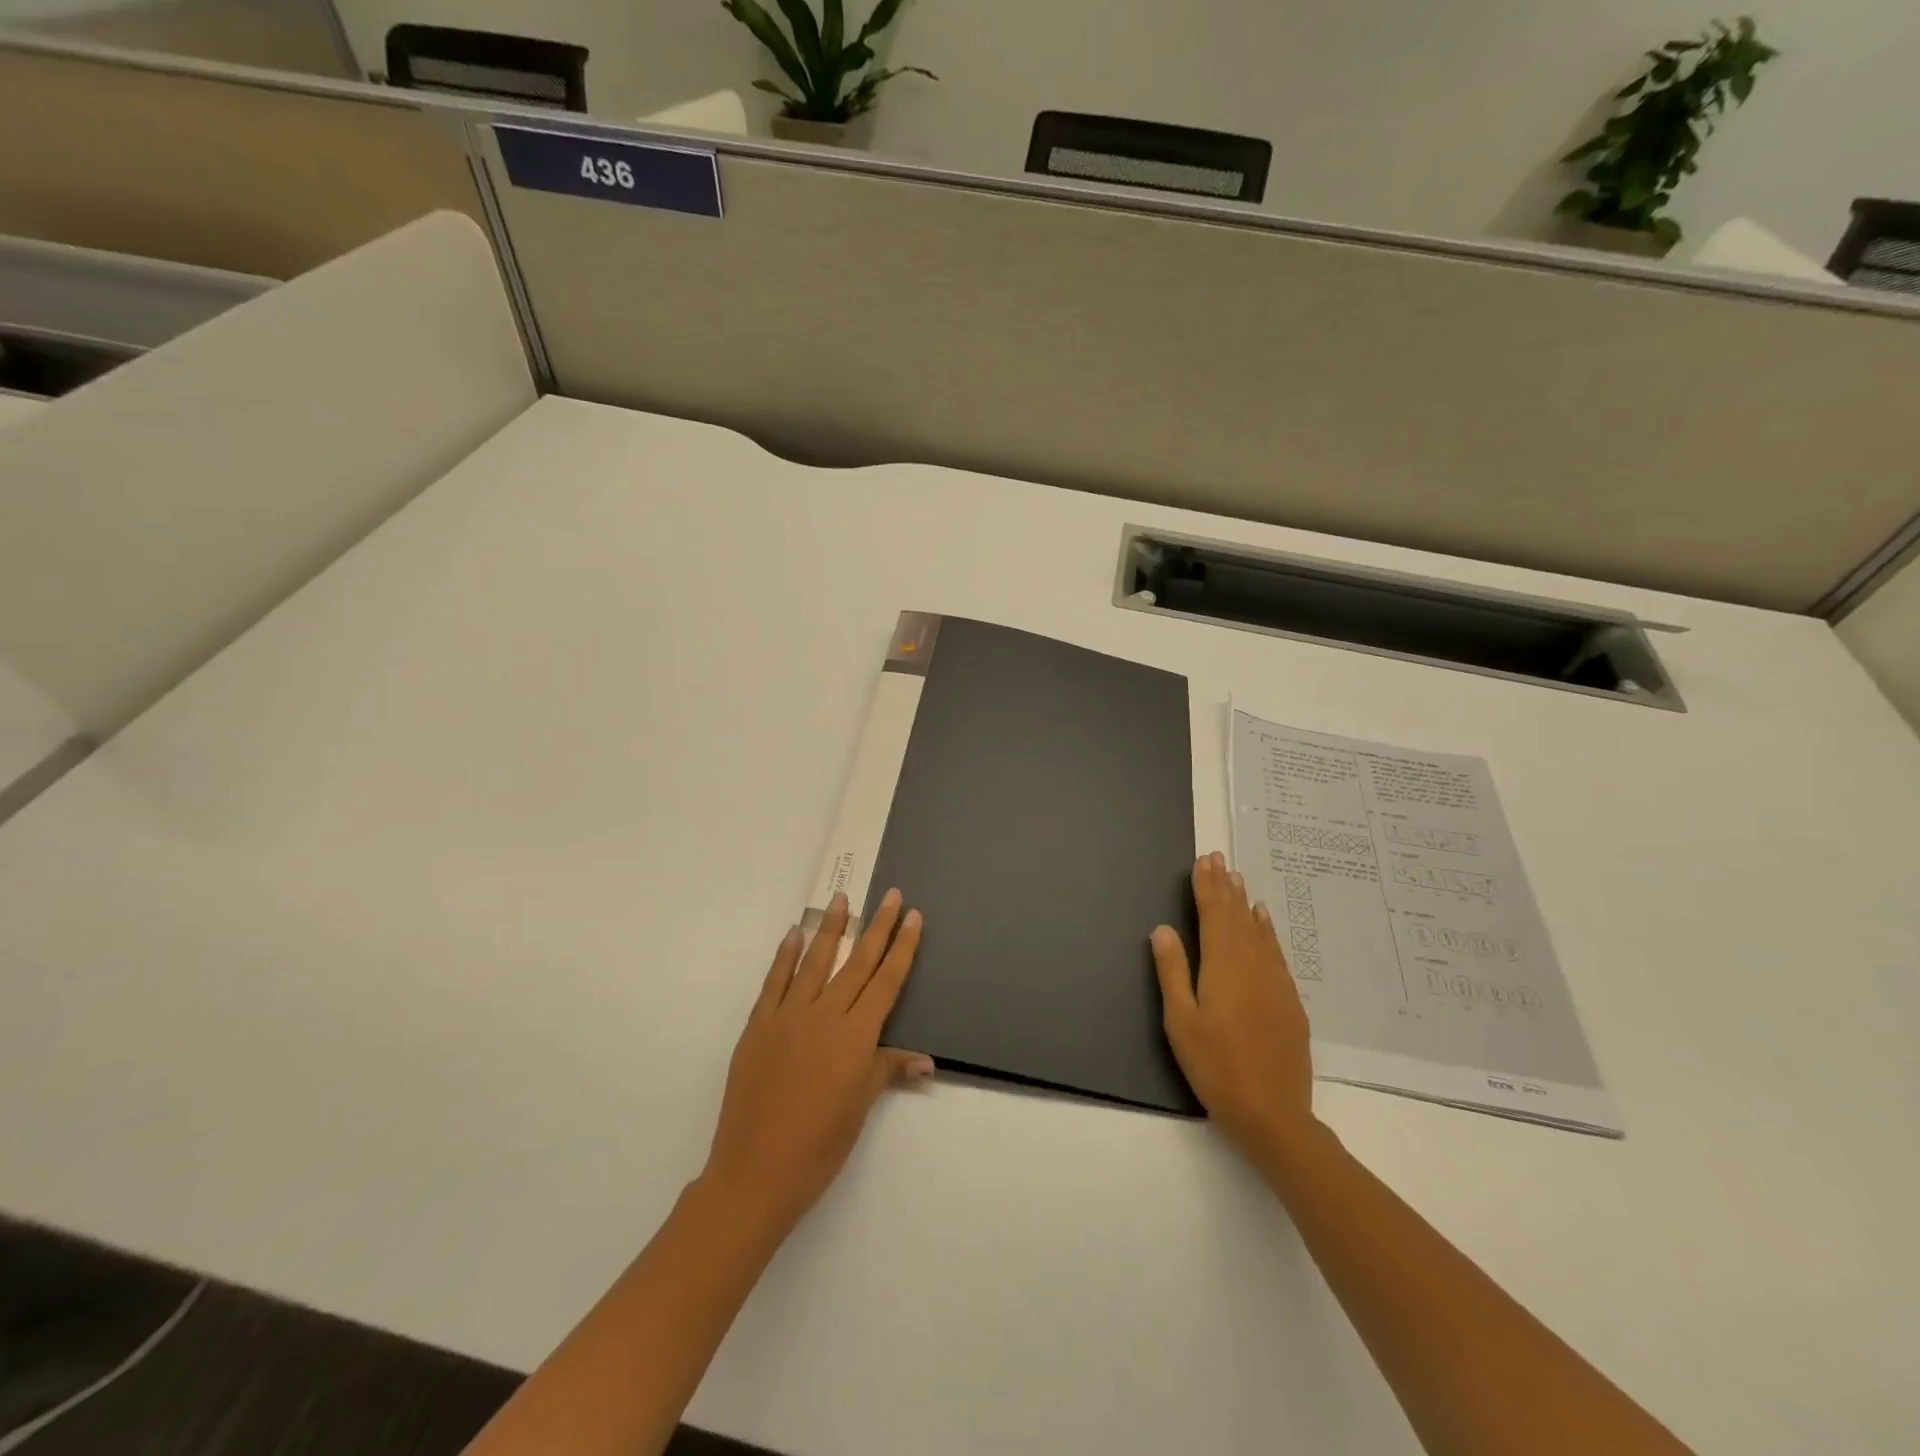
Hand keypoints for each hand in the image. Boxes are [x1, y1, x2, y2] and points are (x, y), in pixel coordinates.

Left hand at [702, 889, 933, 1234]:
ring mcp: (788, 1017)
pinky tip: (795, 934)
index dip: (902, 947)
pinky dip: (786, 956)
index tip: (912, 916)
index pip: (887, 981)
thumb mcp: (860, 1108)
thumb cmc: (819, 1146)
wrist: (755, 1172)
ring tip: (841, 899)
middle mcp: (825, 1016)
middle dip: (877, 927)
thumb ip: (887, 1070)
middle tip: (889, 895)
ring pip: (816, 962)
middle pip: (858, 963)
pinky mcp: (758, 1025)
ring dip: (831, 928)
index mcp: (856, 1036)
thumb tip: (925, 1061)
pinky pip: (775, 981)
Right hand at [1152, 852, 1318, 1158]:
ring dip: (1245, 903)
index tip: (1203, 861)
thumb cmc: (1216, 1067)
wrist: (1274, 1113)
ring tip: (1238, 878)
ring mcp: (1275, 982)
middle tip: (1218, 858)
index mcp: (1222, 967)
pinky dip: (1267, 930)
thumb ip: (1172, 972)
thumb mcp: (1180, 1021)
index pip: (1214, 915)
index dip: (1206, 887)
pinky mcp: (1289, 1000)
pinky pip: (1276, 951)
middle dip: (1225, 886)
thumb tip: (1164, 929)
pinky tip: (1264, 920)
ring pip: (1258, 931)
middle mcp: (1252, 965)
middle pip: (1236, 917)